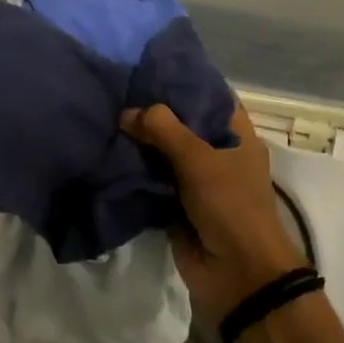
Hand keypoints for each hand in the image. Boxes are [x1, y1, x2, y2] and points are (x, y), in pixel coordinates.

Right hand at [122, 101, 307, 326]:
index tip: (149, 67)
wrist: (237, 275)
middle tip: (116, 91)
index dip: (184, 81)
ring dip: (140, 143)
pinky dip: (134, 173)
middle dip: (153, 113)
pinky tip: (107, 155)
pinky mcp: (176, 206)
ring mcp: (196, 182)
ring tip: (106, 118)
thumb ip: (164, 130)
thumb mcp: (199, 160)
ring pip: (163, 154)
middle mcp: (217, 155)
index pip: (211, 97)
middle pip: (182, 125)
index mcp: (237, 137)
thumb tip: (127, 112)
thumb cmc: (230, 207)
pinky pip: (152, 182)